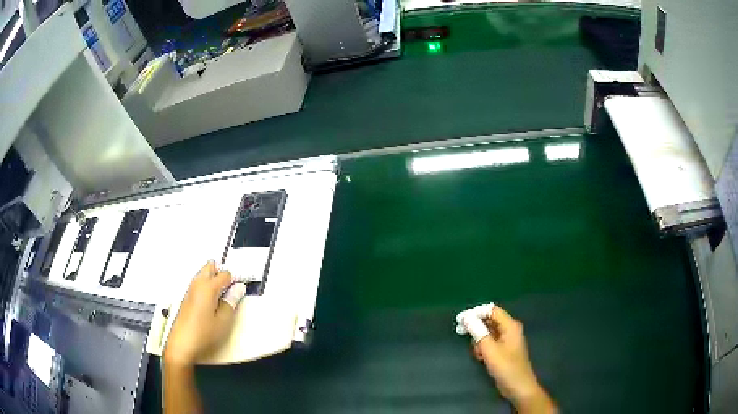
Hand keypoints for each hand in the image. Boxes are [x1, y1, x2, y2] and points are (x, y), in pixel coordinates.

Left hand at [164, 261, 246, 366]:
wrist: (182, 344)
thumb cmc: (204, 334)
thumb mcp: (224, 321)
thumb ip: (231, 302)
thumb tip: (238, 289)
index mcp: (208, 287)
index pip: (225, 274)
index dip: (235, 279)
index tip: (241, 288)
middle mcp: (197, 284)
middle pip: (210, 266)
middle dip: (222, 272)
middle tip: (231, 287)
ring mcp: (190, 290)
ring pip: (203, 274)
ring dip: (214, 279)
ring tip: (224, 296)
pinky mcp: (187, 297)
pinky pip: (199, 283)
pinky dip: (207, 286)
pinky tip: (213, 302)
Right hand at [457, 304, 556, 412]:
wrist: (518, 387)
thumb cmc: (506, 367)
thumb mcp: (490, 350)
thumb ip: (479, 332)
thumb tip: (467, 317)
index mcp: (510, 326)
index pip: (492, 310)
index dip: (476, 313)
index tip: (461, 320)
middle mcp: (509, 330)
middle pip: (489, 320)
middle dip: (476, 327)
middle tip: (461, 332)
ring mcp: (507, 341)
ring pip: (488, 332)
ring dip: (479, 339)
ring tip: (476, 352)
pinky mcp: (504, 350)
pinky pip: (490, 342)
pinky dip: (483, 347)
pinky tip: (480, 357)